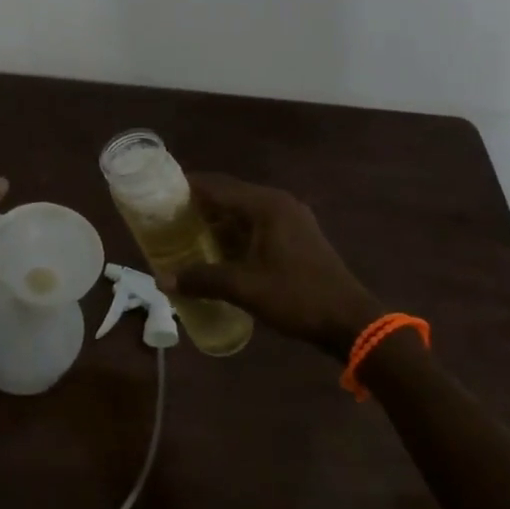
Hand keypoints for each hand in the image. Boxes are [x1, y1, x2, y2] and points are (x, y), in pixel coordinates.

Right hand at [172, 173, 384, 359]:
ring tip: (184, 232)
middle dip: (198, 204)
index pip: (216, 186)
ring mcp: (290, 218)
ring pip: (242, 211)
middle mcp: (277, 203)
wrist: (351, 322)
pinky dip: (234, 232)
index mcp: (266, 205)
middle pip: (229, 195)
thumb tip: (163, 280)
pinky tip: (216, 249)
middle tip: (166, 216)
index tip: (157, 192)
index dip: (186, 187)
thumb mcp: (246, 288)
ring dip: (216, 220)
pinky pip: (255, 224)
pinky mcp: (295, 236)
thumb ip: (203, 279)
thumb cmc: (298, 297)